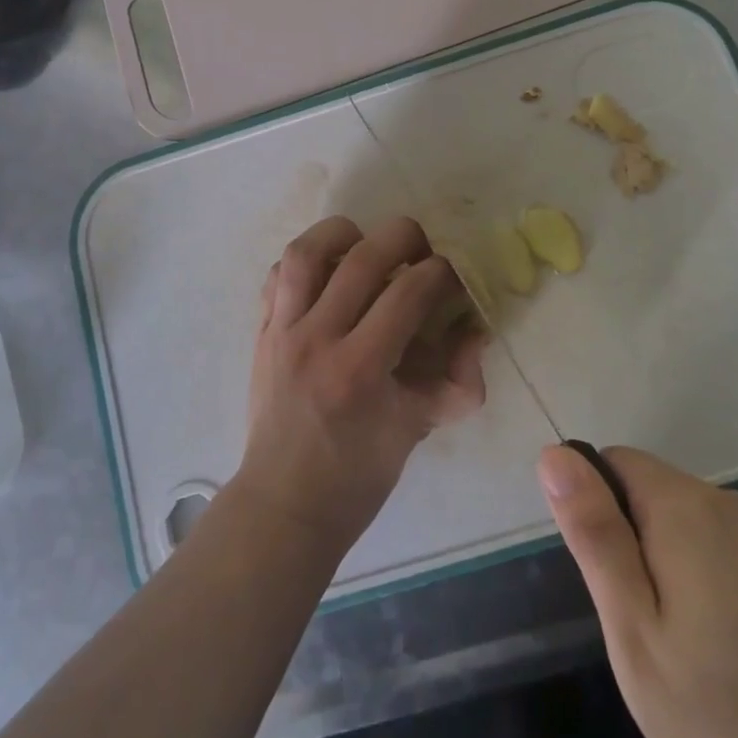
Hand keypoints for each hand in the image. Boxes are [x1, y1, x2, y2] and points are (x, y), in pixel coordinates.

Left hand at [235, 216, 486, 555]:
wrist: (284, 503)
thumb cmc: (356, 475)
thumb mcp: (417, 429)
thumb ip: (458, 381)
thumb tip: (475, 329)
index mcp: (360, 369)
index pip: (409, 293)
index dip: (442, 273)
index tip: (453, 277)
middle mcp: (317, 339)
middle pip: (362, 257)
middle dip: (404, 237)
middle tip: (421, 249)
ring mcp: (282, 331)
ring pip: (306, 252)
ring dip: (342, 233)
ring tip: (366, 243)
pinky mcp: (261, 331)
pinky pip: (277, 275)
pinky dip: (305, 261)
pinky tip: (327, 272)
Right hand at [539, 445, 737, 737]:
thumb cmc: (734, 720)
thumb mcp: (638, 635)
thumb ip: (595, 537)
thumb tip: (553, 453)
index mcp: (685, 505)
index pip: (610, 462)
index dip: (595, 513)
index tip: (610, 584)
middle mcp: (725, 502)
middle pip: (644, 490)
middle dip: (627, 544)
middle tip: (642, 629)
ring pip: (675, 522)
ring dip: (660, 568)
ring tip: (680, 649)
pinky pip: (710, 548)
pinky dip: (695, 583)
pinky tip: (719, 653)